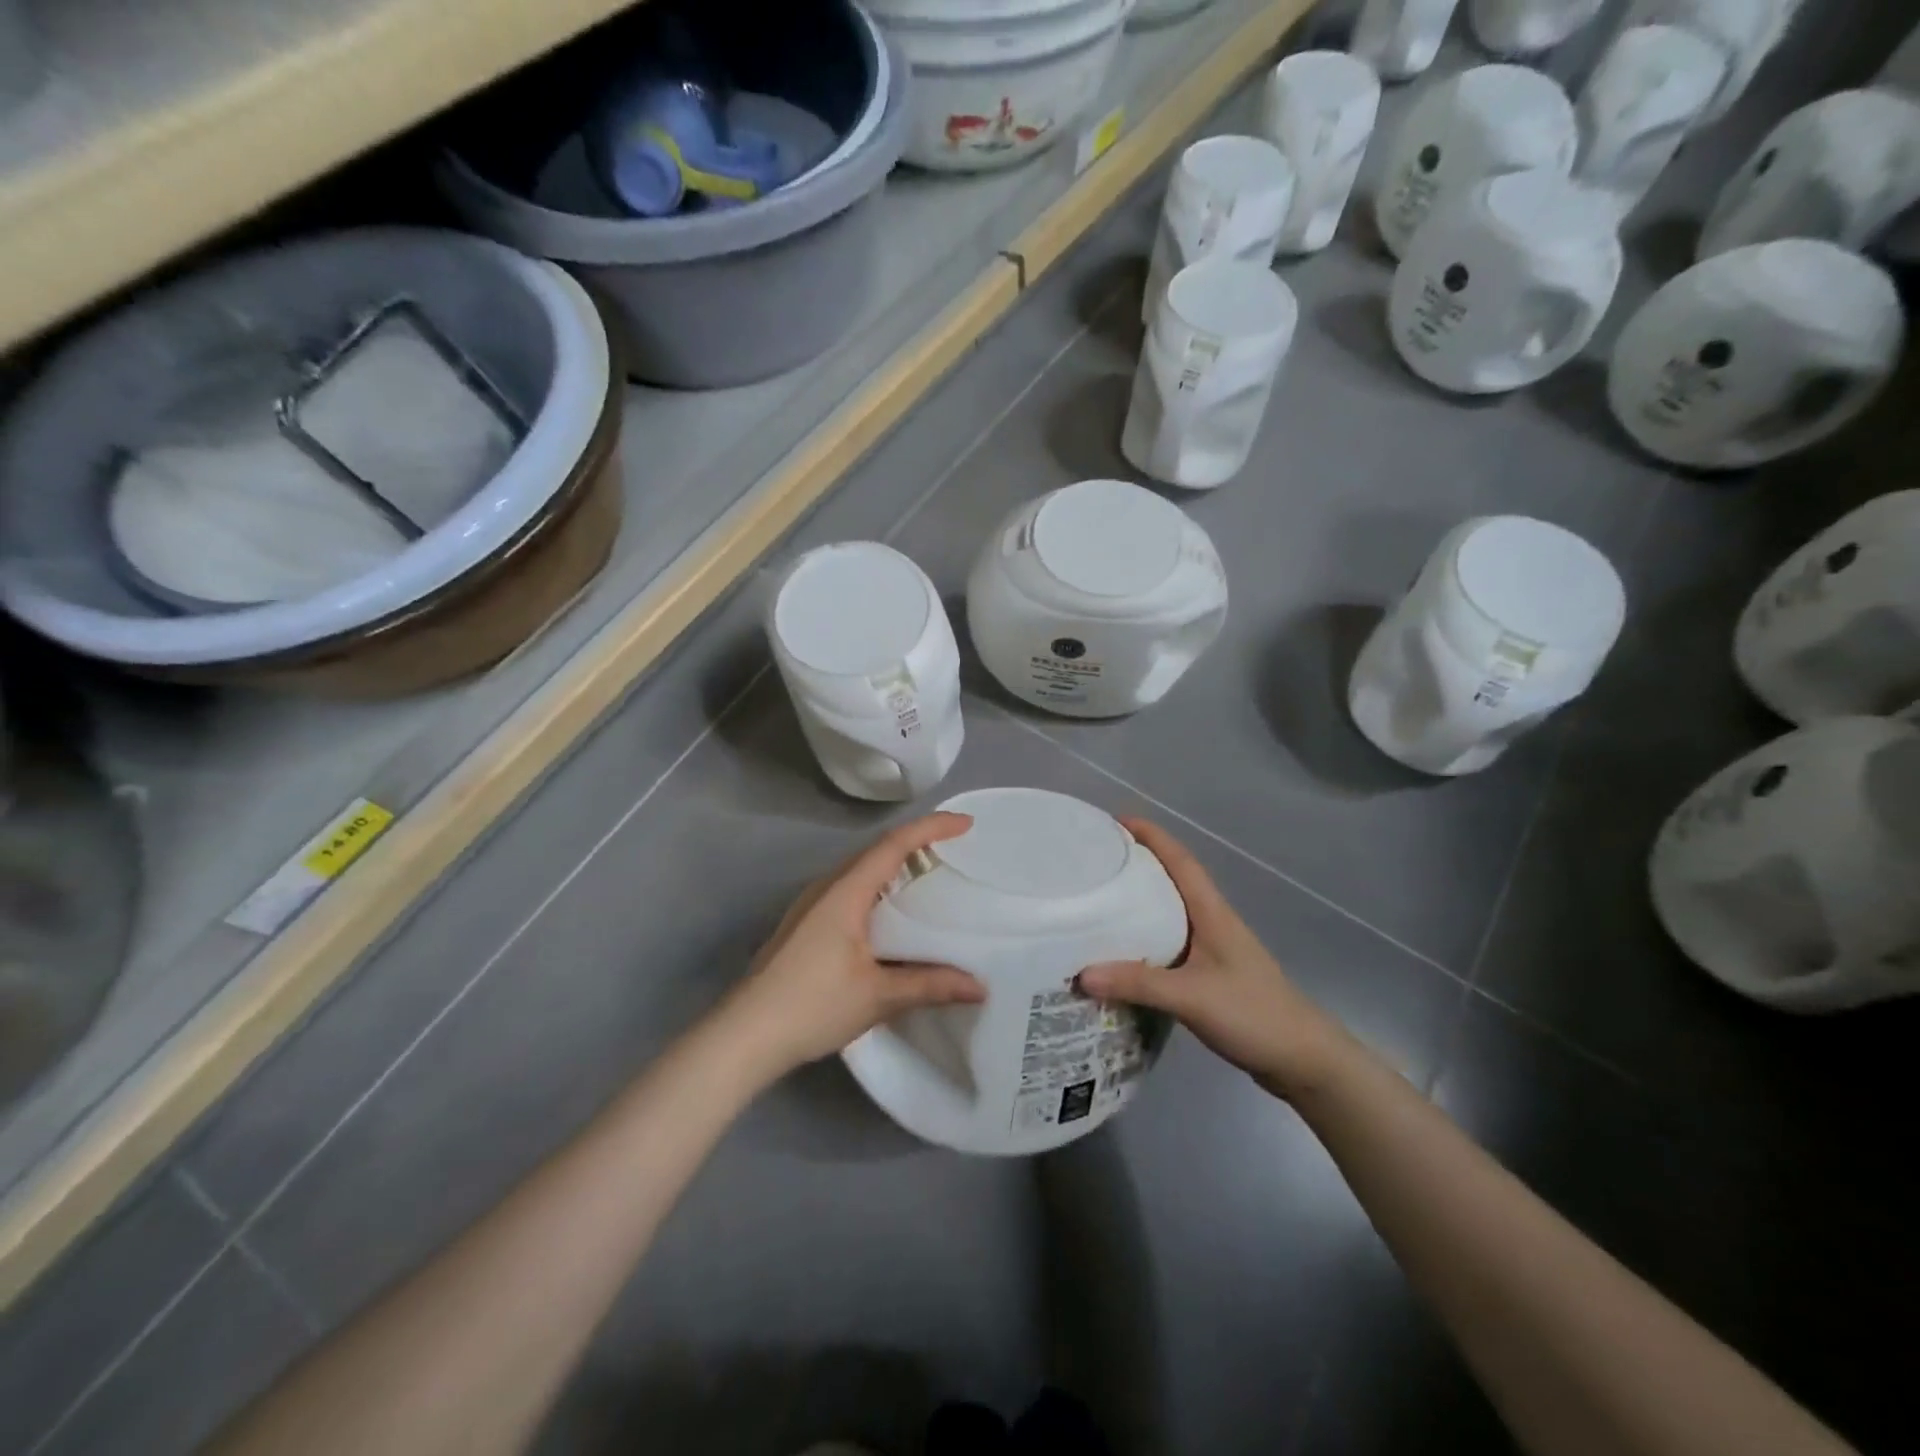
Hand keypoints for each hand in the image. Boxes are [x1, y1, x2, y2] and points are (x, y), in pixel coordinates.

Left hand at [720, 813, 985, 1080]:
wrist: (744, 1035)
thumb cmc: (812, 1005)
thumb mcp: (878, 996)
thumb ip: (930, 985)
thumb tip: (980, 986)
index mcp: (846, 892)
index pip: (894, 844)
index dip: (932, 828)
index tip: (966, 823)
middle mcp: (826, 888)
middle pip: (876, 851)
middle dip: (916, 843)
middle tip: (953, 850)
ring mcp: (810, 905)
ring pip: (860, 871)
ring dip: (894, 866)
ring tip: (927, 879)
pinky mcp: (803, 925)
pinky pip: (848, 890)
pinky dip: (877, 889)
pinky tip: (889, 916)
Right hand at [1078, 819, 1352, 1099]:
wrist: (1303, 1059)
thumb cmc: (1254, 1014)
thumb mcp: (1192, 997)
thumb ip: (1138, 984)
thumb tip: (1080, 974)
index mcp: (1211, 913)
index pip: (1180, 860)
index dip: (1151, 835)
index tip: (1116, 820)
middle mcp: (1212, 922)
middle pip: (1172, 880)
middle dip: (1137, 864)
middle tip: (1096, 861)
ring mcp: (1213, 949)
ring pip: (1170, 913)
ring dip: (1139, 902)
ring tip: (1099, 902)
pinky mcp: (1210, 975)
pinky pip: (1169, 944)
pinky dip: (1144, 940)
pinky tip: (1122, 955)